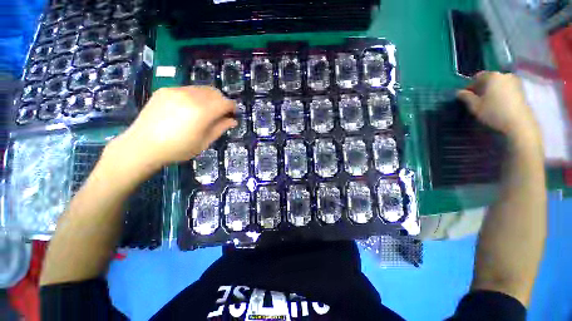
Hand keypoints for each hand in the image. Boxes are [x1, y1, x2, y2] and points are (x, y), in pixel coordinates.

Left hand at [110, 86, 236, 167]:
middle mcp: (190, 96)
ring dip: (209, 98)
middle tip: (221, 113)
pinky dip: (195, 96)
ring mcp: (176, 91)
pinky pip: (188, 89)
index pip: (225, 102)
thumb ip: (220, 128)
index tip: (233, 114)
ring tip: (205, 111)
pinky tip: (189, 108)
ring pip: (201, 89)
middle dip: (222, 101)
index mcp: (202, 111)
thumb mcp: (204, 142)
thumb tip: (233, 120)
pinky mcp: (165, 90)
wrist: (143, 146)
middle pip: (215, 92)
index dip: (232, 107)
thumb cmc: (178, 148)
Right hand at [457, 72, 540, 142]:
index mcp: (492, 76)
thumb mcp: (475, 106)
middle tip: (477, 100)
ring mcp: (515, 82)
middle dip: (483, 88)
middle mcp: (504, 75)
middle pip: (490, 79)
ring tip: (488, 103)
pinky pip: (507, 89)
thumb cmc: (494, 112)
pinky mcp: (522, 90)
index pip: (477, 77)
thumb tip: (459, 92)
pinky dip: (501, 94)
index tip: (467, 96)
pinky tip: (499, 104)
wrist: (519, 123)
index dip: (470, 86)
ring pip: (499, 84)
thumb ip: (466, 97)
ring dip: (492, 91)